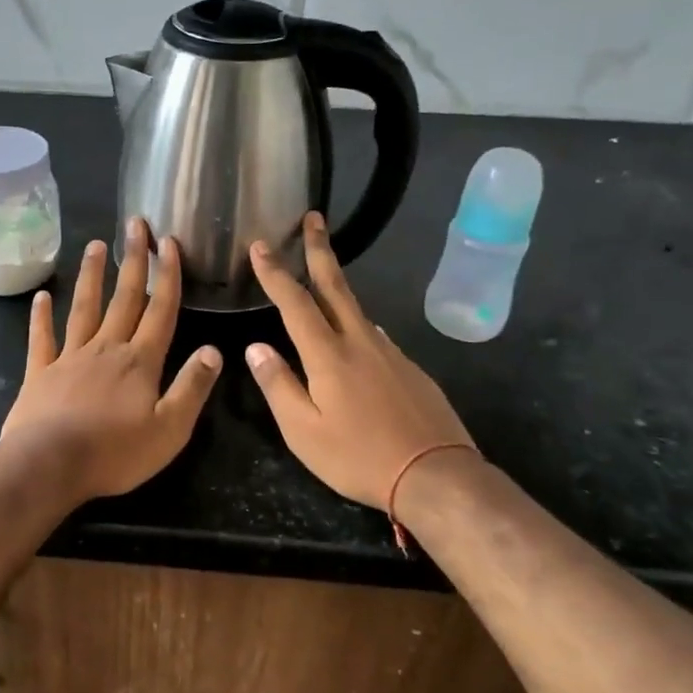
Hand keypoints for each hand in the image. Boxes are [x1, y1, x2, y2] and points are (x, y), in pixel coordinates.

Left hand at [0, 217, 222, 501]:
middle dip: (133, 260)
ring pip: (84, 308)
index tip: (169, 242)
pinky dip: (41, 317)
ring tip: (95, 245)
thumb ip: (192, 387)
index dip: (167, 275)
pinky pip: (42, 339)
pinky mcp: (40, 373)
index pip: (160, 310)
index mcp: (140, 361)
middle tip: (135, 224)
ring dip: (92, 276)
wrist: (50, 465)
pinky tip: (42, 297)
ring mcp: (69, 357)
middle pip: (124, 298)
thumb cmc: (115, 452)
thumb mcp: (170, 429)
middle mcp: (106, 348)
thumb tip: (214, 350)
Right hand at [245, 212, 475, 511]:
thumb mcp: (304, 432)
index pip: (295, 302)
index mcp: (328, 355)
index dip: (275, 272)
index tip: (260, 245)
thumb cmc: (359, 457)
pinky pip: (375, 334)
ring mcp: (389, 352)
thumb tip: (255, 348)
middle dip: (319, 249)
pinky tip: (354, 335)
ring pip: (357, 308)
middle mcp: (360, 342)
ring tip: (323, 272)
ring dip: (337, 282)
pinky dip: (357, 322)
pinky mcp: (410, 367)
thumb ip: (278, 386)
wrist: (436, 475)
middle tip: (314, 217)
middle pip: (335, 285)